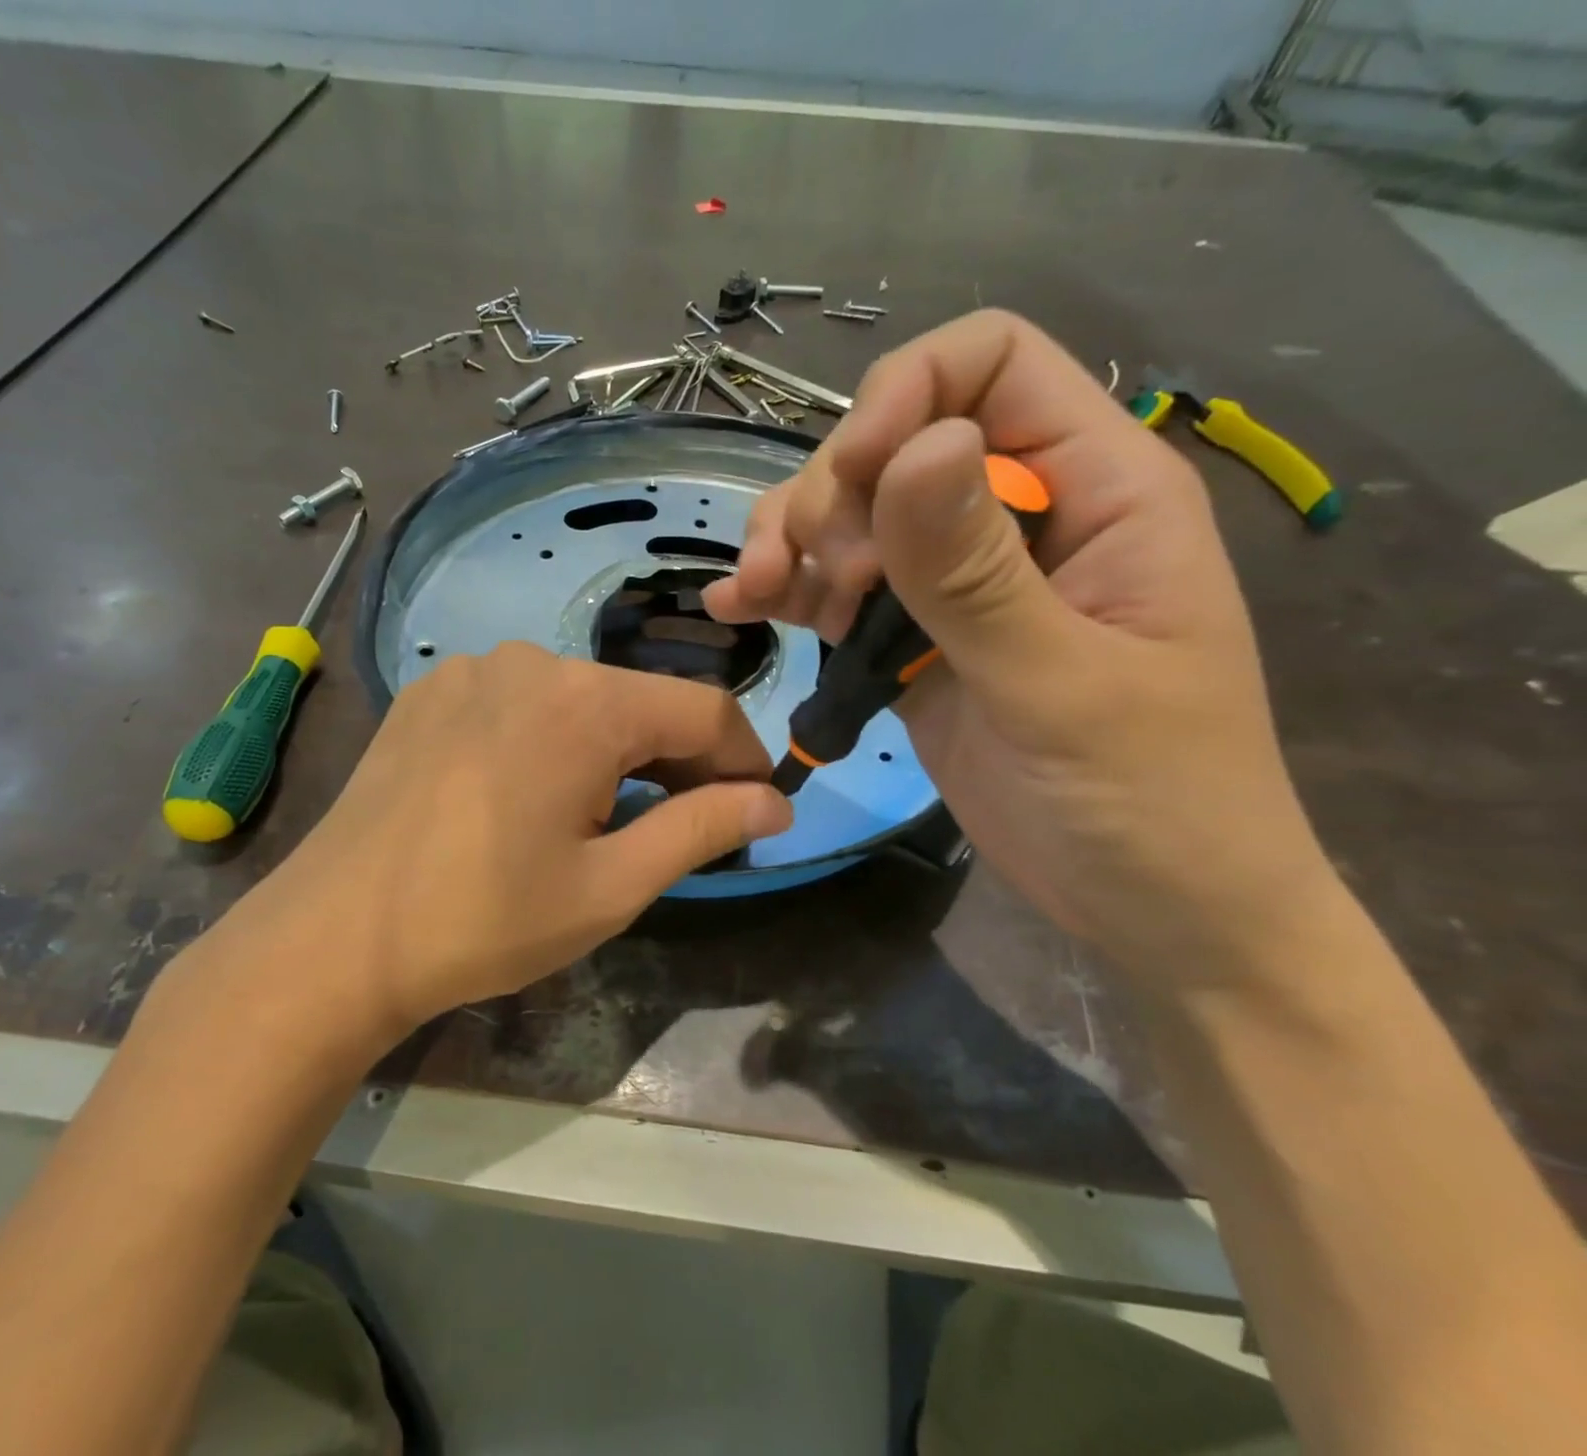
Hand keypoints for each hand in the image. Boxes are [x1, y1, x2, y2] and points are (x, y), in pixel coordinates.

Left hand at [200, 644, 791, 1037]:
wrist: (335, 937)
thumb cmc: (485, 920)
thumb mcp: (611, 886)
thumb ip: (702, 828)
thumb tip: (777, 802)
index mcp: (586, 702)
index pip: (704, 710)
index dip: (743, 758)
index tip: (754, 809)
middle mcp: (532, 661)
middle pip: (640, 701)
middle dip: (678, 758)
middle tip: (683, 825)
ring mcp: (473, 669)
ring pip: (580, 700)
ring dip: (613, 749)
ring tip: (601, 815)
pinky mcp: (431, 691)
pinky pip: (520, 702)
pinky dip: (551, 738)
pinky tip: (527, 793)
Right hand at [704, 311, 1333, 982]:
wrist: (1148, 908)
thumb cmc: (1150, 800)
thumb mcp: (1063, 685)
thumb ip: (979, 573)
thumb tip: (917, 449)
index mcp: (1097, 490)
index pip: (991, 365)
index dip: (908, 394)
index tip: (856, 480)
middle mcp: (1019, 516)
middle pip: (897, 437)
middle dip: (835, 492)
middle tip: (821, 581)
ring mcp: (959, 582)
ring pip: (854, 512)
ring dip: (792, 539)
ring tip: (757, 594)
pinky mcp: (914, 641)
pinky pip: (838, 588)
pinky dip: (786, 591)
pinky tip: (740, 608)